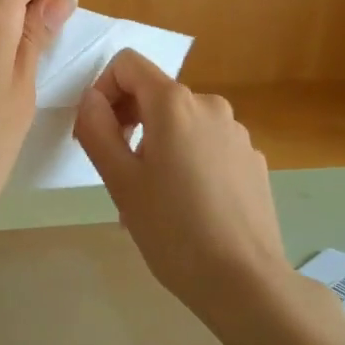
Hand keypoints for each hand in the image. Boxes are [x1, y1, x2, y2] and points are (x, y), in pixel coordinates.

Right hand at [72, 50, 293, 328]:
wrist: (245, 281)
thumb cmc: (172, 230)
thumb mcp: (120, 181)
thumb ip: (97, 128)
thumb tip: (91, 99)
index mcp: (175, 103)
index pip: (128, 64)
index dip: (103, 90)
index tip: (99, 134)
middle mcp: (210, 105)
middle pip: (156, 94)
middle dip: (129, 122)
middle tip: (119, 174)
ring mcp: (237, 133)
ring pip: (182, 124)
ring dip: (157, 147)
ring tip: (152, 200)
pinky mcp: (253, 160)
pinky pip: (208, 146)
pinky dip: (188, 162)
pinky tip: (187, 209)